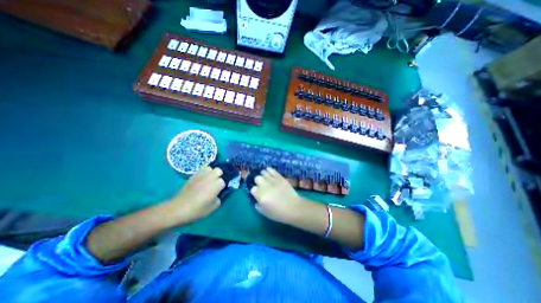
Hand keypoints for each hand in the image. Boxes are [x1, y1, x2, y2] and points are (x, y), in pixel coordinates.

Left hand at [170, 166, 226, 223]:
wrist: (178, 208)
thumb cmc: (197, 210)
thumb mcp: (212, 208)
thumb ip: (218, 199)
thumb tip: (217, 195)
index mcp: (217, 185)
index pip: (223, 181)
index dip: (221, 187)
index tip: (219, 192)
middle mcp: (210, 177)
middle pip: (218, 170)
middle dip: (218, 176)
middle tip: (215, 184)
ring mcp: (201, 175)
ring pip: (210, 168)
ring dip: (211, 173)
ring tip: (208, 180)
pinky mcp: (193, 176)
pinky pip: (201, 170)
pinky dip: (203, 173)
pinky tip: (201, 180)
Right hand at [249, 168, 302, 224]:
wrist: (293, 208)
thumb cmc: (278, 213)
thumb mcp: (264, 212)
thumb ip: (257, 204)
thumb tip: (255, 197)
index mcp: (260, 196)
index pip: (252, 188)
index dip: (254, 190)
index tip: (257, 193)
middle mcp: (265, 186)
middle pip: (257, 178)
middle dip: (257, 181)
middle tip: (261, 185)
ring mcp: (273, 180)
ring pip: (263, 172)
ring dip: (262, 175)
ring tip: (265, 178)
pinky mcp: (279, 177)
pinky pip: (271, 170)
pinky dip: (268, 170)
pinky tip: (268, 173)